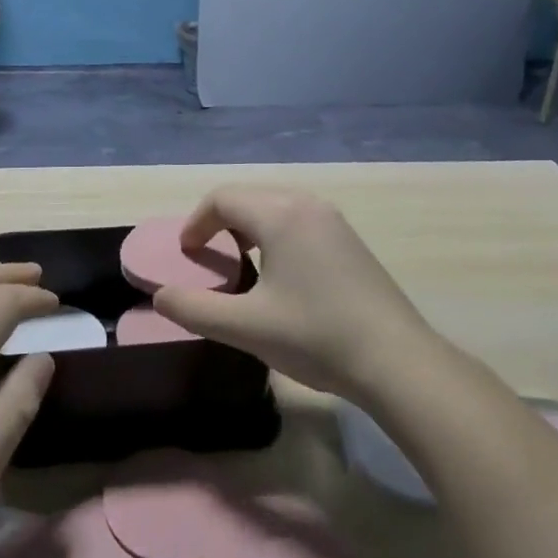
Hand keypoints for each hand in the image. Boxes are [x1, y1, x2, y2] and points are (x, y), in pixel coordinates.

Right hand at [154, 187, 435, 401]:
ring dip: (249, 226)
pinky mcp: (349, 240)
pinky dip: (276, 233)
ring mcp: (333, 220)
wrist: (397, 361)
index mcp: (279, 214)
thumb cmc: (316, 337)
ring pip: (275, 206)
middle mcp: (306, 204)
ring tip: (241, 263)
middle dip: (220, 221)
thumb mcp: (246, 327)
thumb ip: (195, 308)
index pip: (222, 199)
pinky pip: (299, 219)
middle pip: (249, 197)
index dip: (196, 222)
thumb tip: (160, 296)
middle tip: (208, 256)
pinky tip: (281, 273)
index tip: (186, 254)